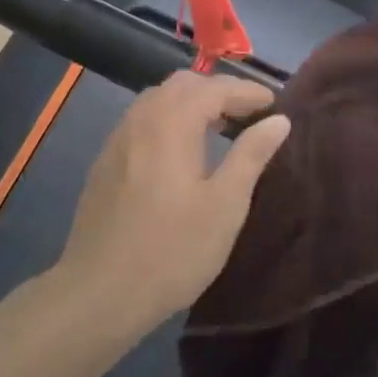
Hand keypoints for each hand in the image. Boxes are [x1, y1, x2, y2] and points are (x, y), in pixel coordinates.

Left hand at [58, 73, 290, 327]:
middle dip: (218, 91)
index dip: (247, 92)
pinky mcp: (105, 160)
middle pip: (183, 84)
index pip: (215, 88)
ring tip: (219, 128)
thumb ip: (251, 156)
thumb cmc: (172, 250)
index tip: (275, 104)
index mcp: (171, 122)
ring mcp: (118, 138)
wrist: (99, 291)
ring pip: (158, 99)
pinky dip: (168, 119)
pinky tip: (180, 150)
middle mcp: (141, 118)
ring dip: (191, 103)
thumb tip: (278, 120)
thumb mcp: (224, 206)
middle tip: (248, 114)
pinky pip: (142, 120)